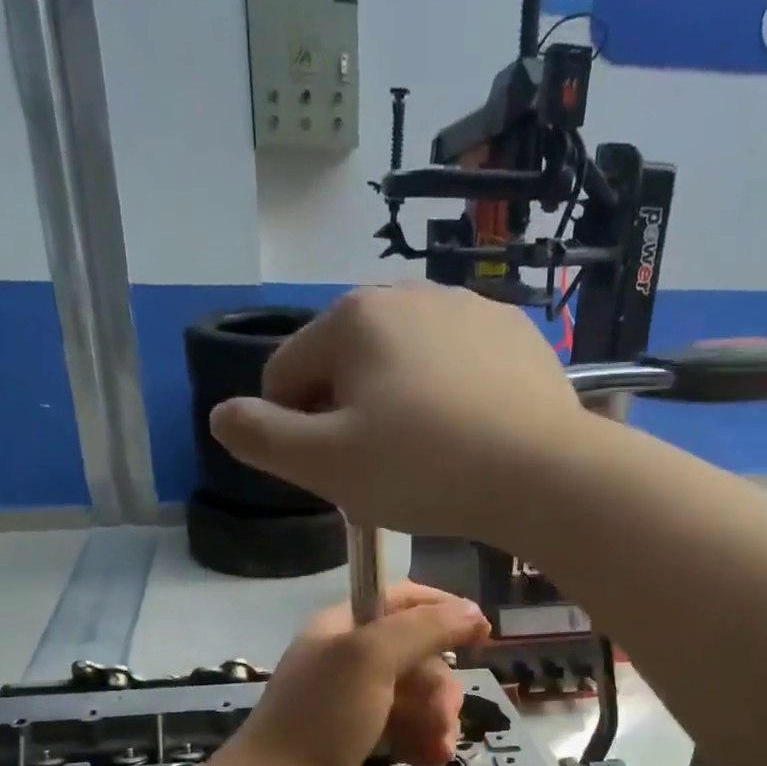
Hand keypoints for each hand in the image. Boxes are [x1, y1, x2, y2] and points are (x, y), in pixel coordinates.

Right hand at [208, 283, 589, 538]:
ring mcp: (468, 306)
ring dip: (397, 404)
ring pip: (402, 363)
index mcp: (352, 316)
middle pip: (345, 363)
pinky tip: (469, 434)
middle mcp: (407, 291)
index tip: (332, 471)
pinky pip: (455, 365)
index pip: (285, 374)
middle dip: (347, 414)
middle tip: (381, 469)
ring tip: (428, 455)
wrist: (544, 473)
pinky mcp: (514, 333)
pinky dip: (448, 396)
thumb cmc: (423, 468)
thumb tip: (223, 415)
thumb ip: (260, 437)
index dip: (294, 430)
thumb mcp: (325, 464)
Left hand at [220, 583, 490, 765]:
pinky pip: (409, 729)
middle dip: (439, 685)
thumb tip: (473, 611)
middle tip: (444, 713)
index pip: (401, 600)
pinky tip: (430, 760)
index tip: (482, 632)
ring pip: (419, 696)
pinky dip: (424, 741)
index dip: (442, 610)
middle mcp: (350, 660)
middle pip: (418, 655)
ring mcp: (356, 703)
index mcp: (343, 627)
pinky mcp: (364, 741)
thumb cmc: (323, 715)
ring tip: (438, 746)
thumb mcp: (371, 657)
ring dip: (437, 719)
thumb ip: (425, 628)